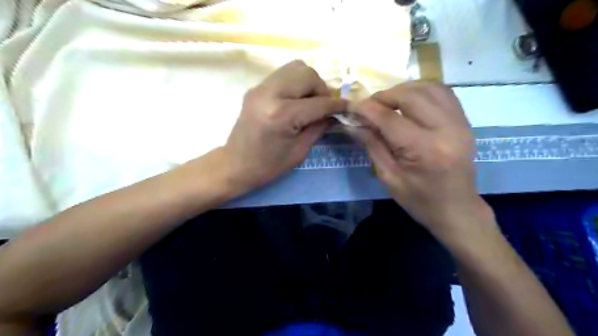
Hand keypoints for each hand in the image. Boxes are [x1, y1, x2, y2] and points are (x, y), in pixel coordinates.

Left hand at [223, 61, 346, 191]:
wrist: (235, 165)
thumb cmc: (268, 166)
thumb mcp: (299, 151)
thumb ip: (319, 127)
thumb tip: (333, 113)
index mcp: (282, 115)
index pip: (319, 102)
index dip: (337, 105)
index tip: (348, 107)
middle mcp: (270, 93)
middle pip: (308, 74)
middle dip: (322, 89)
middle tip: (324, 106)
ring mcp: (260, 87)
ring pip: (296, 67)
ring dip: (309, 82)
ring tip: (310, 101)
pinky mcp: (256, 88)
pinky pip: (283, 74)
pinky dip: (296, 83)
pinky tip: (296, 100)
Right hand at [349, 82, 493, 238]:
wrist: (456, 209)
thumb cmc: (419, 200)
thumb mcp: (389, 177)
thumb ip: (371, 145)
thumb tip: (351, 123)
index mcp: (425, 150)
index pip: (390, 119)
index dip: (367, 109)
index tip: (351, 106)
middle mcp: (446, 129)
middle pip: (410, 96)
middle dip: (384, 96)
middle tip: (368, 106)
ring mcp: (460, 122)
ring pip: (428, 87)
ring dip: (403, 90)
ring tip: (387, 102)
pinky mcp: (464, 121)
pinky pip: (442, 92)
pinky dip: (421, 90)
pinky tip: (408, 101)